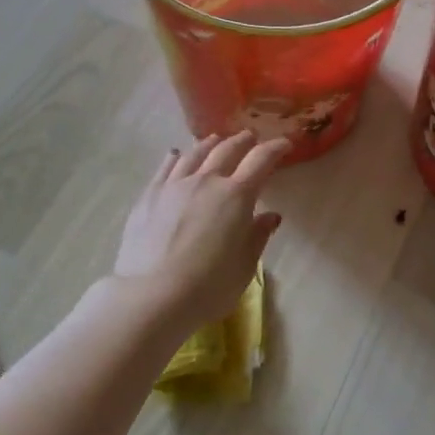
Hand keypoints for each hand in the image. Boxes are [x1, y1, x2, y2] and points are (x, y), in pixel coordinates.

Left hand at [114, 131, 289, 331]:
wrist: (152, 296)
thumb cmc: (208, 287)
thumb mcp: (244, 266)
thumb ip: (258, 236)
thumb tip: (271, 216)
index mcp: (236, 195)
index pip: (261, 160)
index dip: (275, 148)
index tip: (285, 144)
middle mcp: (206, 181)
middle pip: (227, 149)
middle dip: (243, 141)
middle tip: (250, 138)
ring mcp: (174, 185)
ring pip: (195, 153)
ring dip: (210, 144)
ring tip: (216, 141)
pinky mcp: (149, 195)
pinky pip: (166, 167)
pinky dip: (176, 157)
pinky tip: (176, 155)